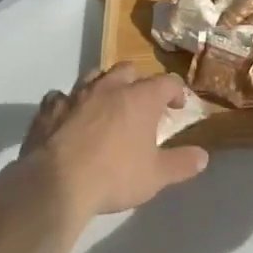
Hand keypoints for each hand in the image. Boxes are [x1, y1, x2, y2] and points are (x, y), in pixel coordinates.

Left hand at [22, 64, 208, 218]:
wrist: (57, 183)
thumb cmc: (114, 176)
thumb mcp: (156, 176)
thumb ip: (181, 164)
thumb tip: (203, 156)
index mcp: (140, 99)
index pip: (166, 82)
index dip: (176, 91)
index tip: (178, 106)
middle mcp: (109, 87)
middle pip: (129, 70)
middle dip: (139, 81)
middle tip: (143, 102)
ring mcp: (76, 94)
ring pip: (94, 75)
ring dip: (104, 85)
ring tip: (107, 103)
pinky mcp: (49, 108)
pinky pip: (61, 96)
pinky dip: (69, 102)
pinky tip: (70, 116)